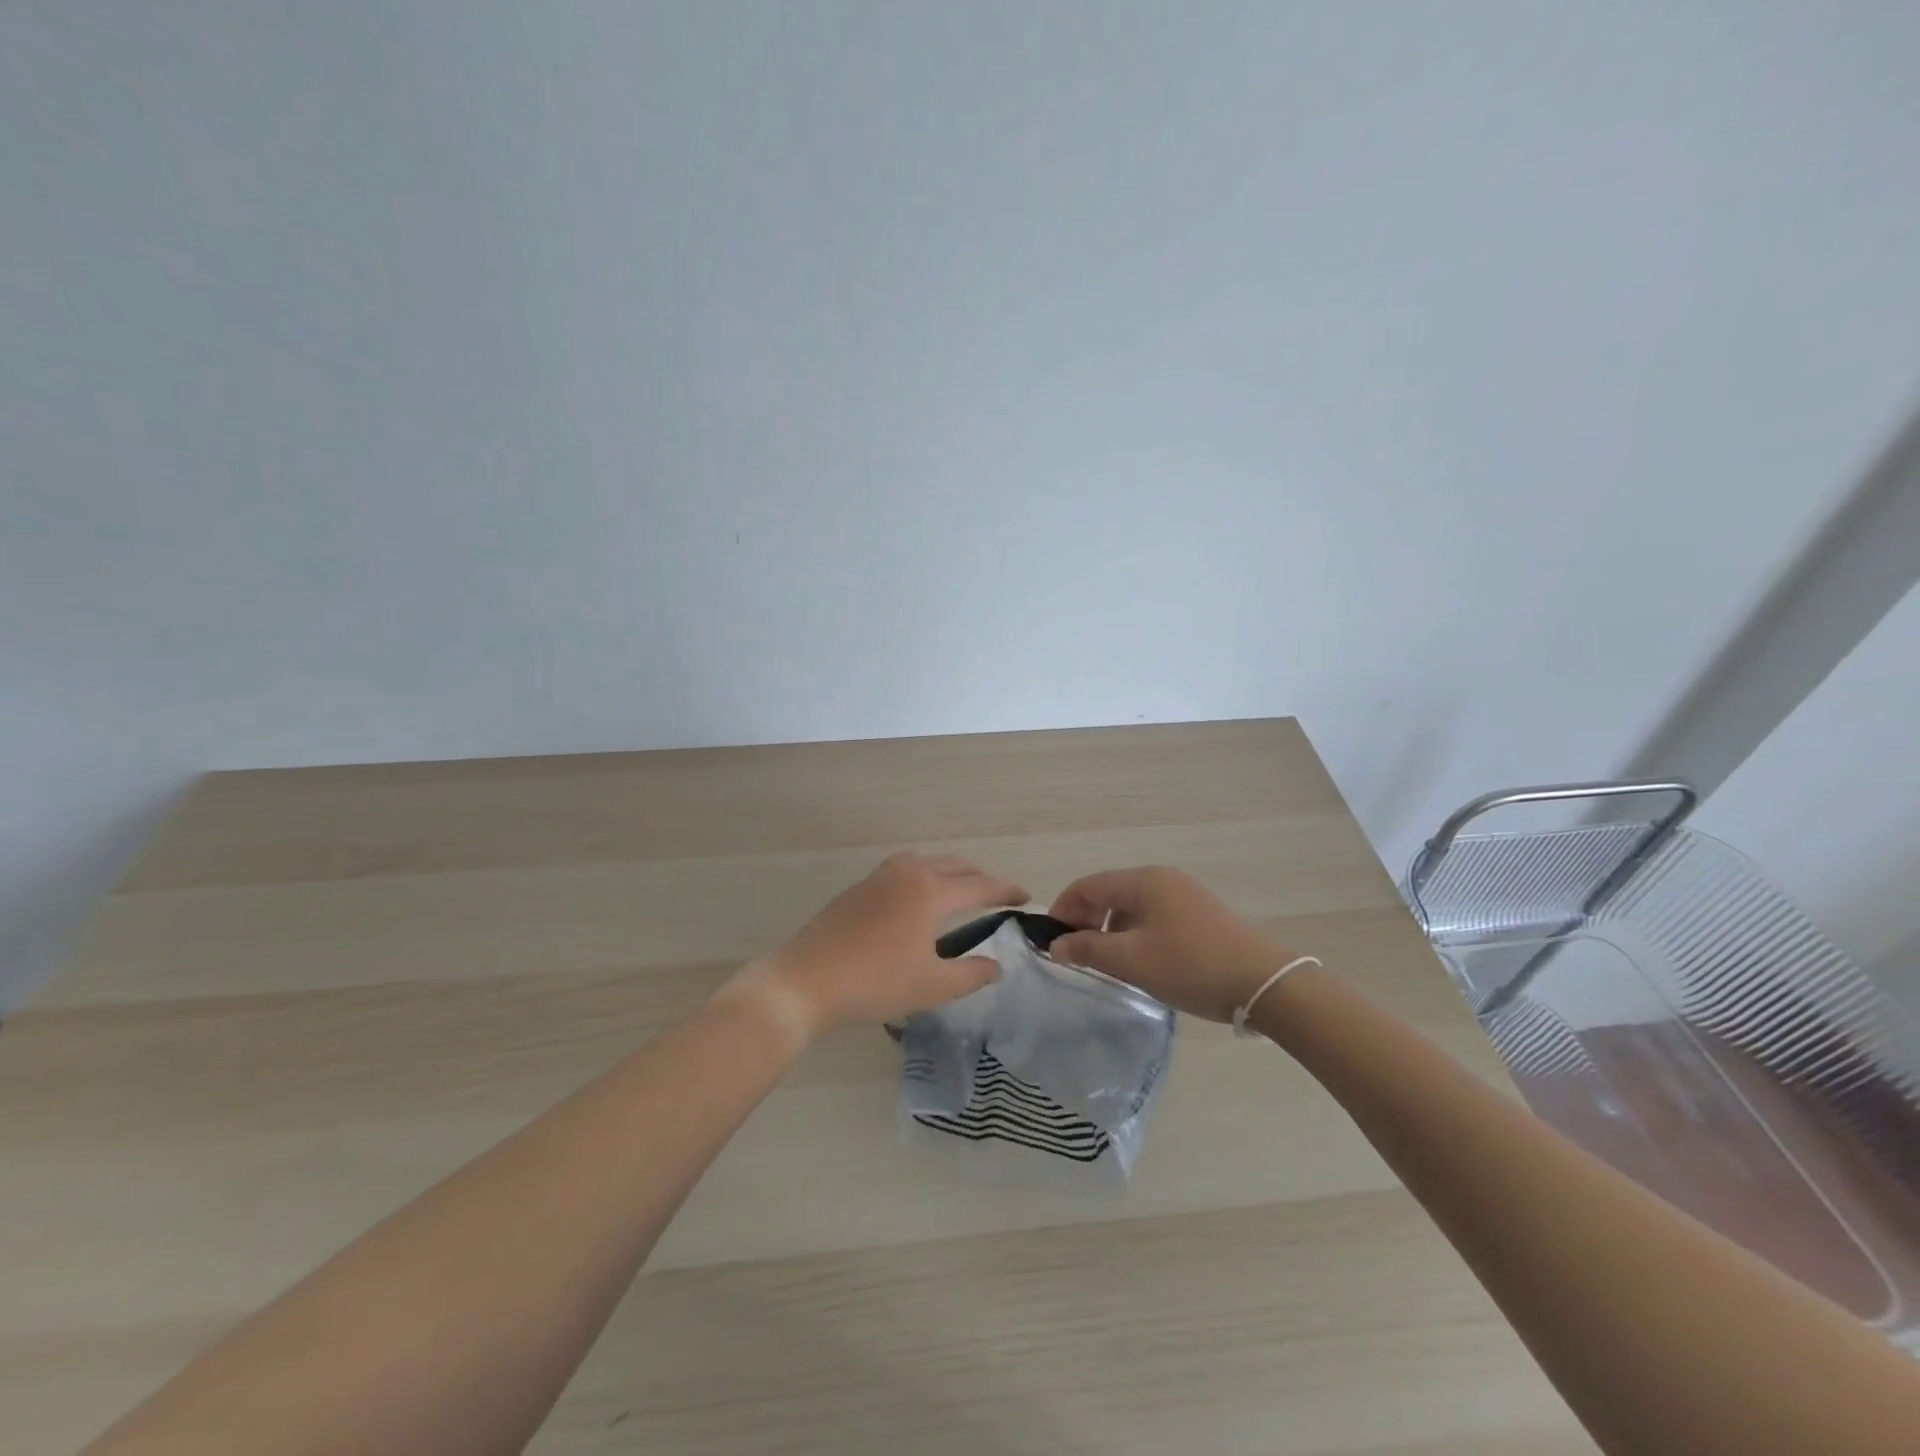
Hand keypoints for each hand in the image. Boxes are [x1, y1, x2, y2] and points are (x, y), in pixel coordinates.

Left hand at [723, 852, 1028, 1042]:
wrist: (805, 981)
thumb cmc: (875, 983)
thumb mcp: (932, 986)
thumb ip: (972, 974)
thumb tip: (997, 965)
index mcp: (931, 891)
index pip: (981, 885)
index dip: (1006, 891)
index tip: (1026, 898)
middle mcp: (909, 872)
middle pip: (956, 865)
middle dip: (981, 877)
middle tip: (999, 895)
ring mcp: (880, 876)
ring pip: (928, 861)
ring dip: (952, 871)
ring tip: (963, 890)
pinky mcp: (860, 886)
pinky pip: (905, 868)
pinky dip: (926, 874)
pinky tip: (920, 897)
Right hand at [1047, 866, 1298, 1022]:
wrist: (1264, 983)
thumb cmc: (1191, 966)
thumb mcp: (1133, 961)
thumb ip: (1088, 950)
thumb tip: (1055, 946)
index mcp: (1143, 880)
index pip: (1087, 886)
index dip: (1063, 911)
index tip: (1050, 943)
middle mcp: (1162, 878)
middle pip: (1108, 893)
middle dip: (1085, 921)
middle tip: (1075, 956)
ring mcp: (1183, 895)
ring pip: (1130, 907)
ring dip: (1110, 931)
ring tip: (1105, 964)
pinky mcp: (1199, 915)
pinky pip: (1152, 917)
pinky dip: (1134, 934)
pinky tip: (1138, 962)